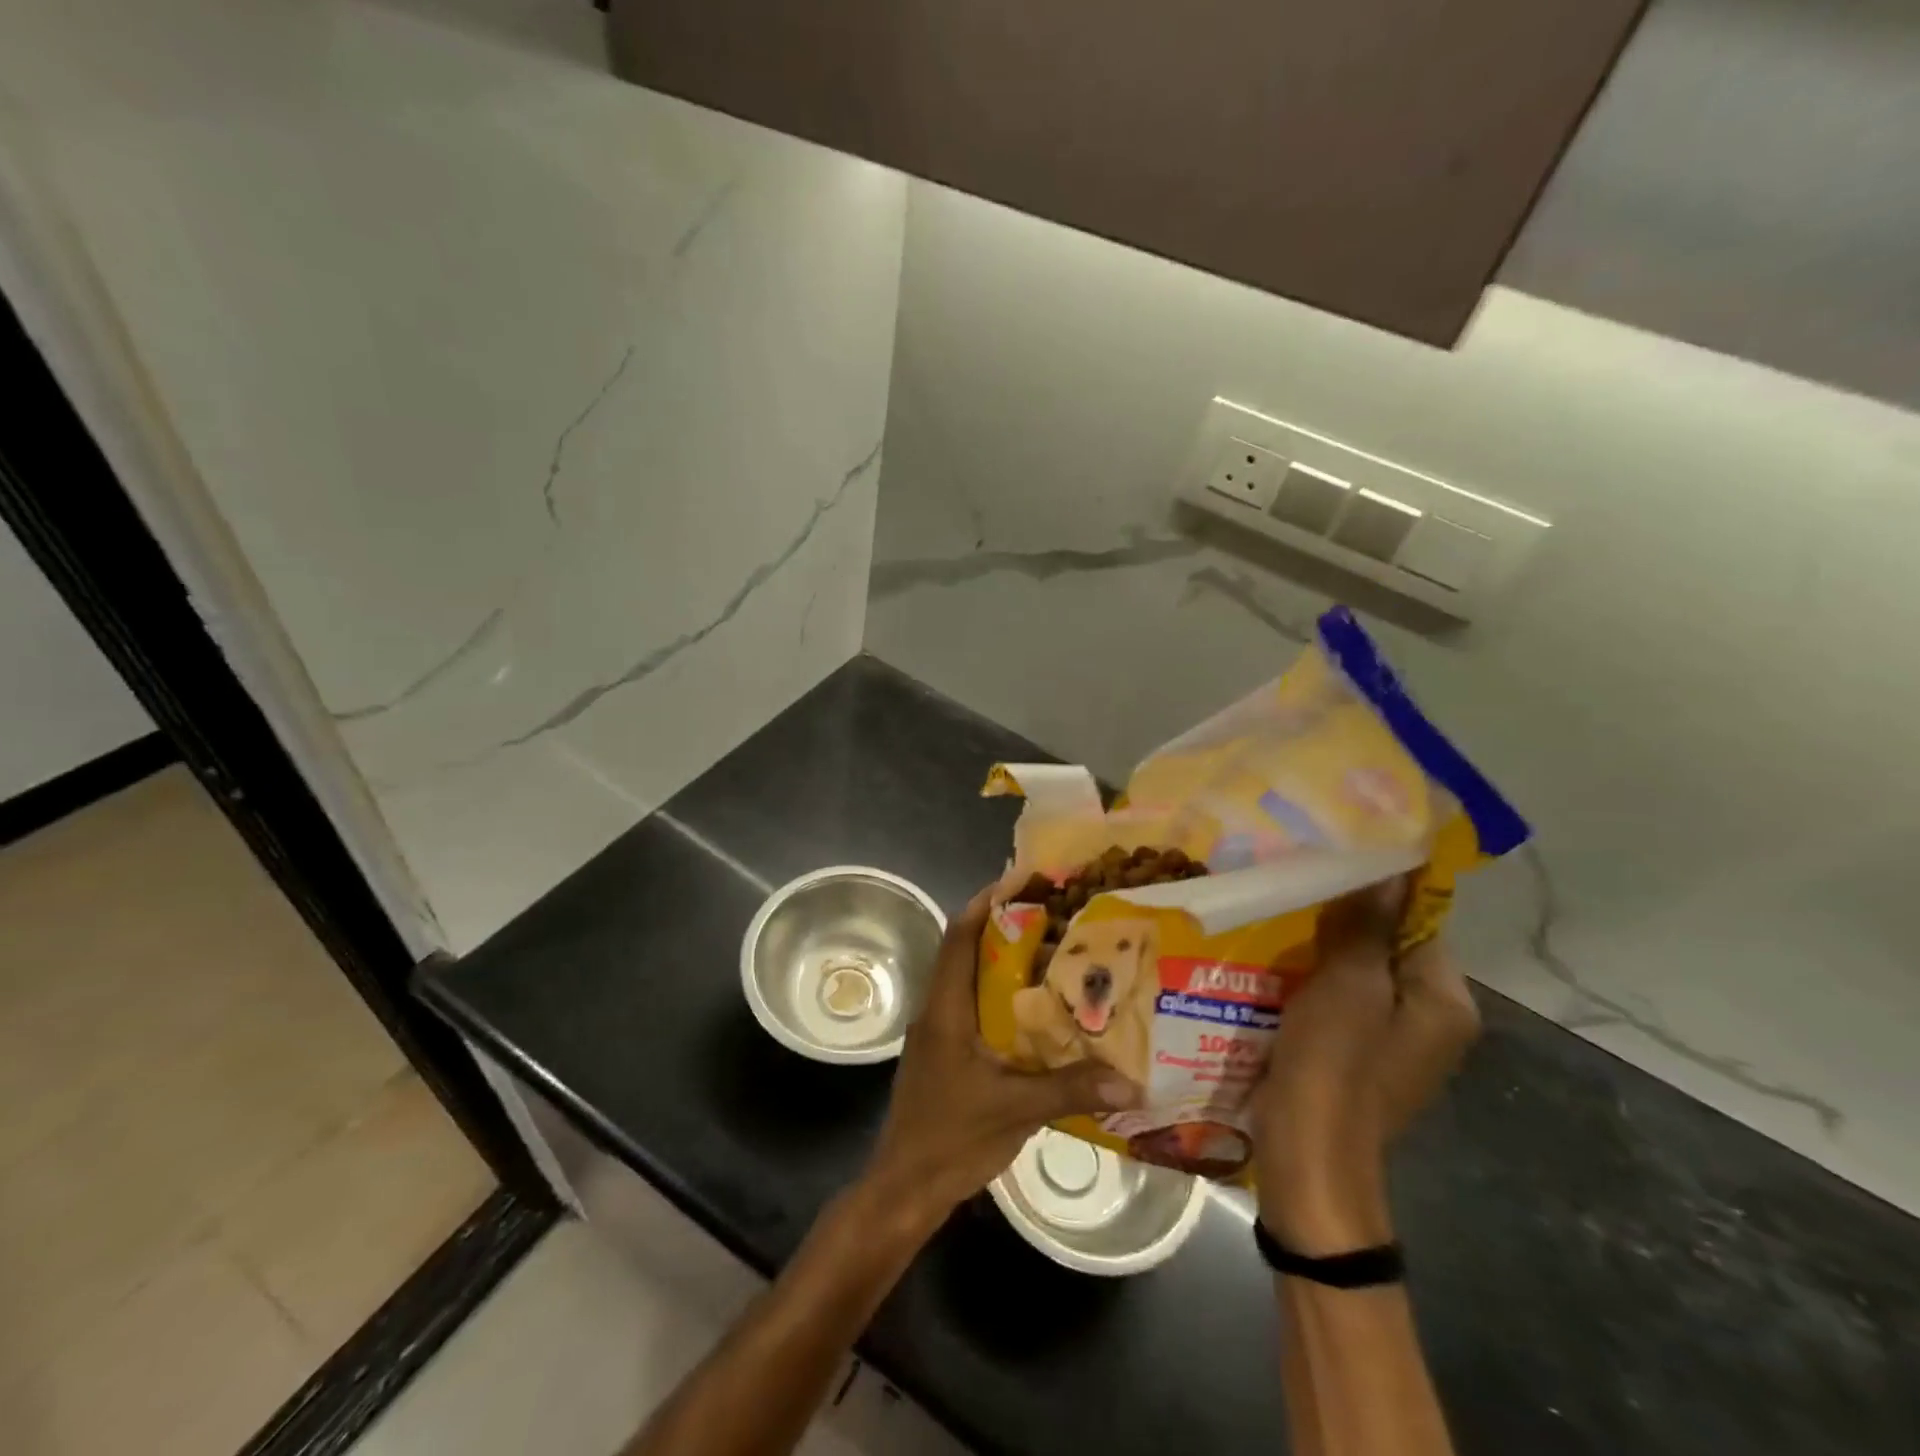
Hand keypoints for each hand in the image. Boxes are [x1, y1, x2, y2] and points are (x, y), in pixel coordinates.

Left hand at [858, 885, 1139, 1235]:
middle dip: (1003, 928)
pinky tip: (1035, 1014)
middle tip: (1051, 916)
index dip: (985, 903)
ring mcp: (938, 1035)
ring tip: (1051, 956)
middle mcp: (938, 1011)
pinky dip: (1000, 999)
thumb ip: (1071, 1090)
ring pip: (969, 982)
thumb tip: (1131, 1081)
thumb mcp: (1016, 1110)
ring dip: (1003, 964)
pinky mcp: (943, 1056)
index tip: (1018, 880)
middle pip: (966, 952)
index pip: (959, 938)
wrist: (904, 1188)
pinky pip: (972, 1010)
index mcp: (947, 1009)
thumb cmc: (951, 1138)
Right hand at [1253, 880, 1479, 1253]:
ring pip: (1358, 975)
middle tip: (1288, 891)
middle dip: (1339, 922)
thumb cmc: (1335, 1065)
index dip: (1371, 893)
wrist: (1308, 1159)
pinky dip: (1311, 982)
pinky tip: (1270, 966)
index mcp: (1446, 1001)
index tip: (1321, 867)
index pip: (1418, 922)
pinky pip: (1339, 1001)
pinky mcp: (1358, 1056)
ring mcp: (1394, 1042)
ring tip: (1271, 920)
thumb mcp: (1349, 986)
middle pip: (1387, 948)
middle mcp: (1432, 1020)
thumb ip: (1367, 927)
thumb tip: (1389, 867)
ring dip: (1318, 951)